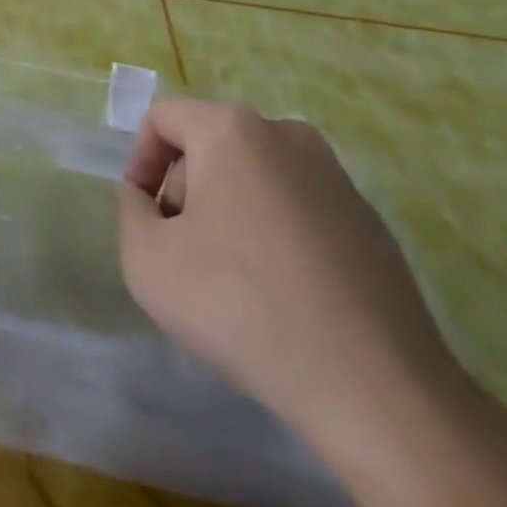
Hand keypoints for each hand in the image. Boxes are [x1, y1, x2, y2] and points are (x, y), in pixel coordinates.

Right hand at [117, 98, 458, 434]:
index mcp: (232, 130)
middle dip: (184, 190)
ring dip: (227, 211)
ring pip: (253, 175)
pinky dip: (273, 233)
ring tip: (230, 279)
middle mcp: (286, 135)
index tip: (144, 216)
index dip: (139, 161)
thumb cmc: (242, 306)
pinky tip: (280, 294)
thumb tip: (145, 197)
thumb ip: (129, 210)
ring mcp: (336, 176)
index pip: (163, 118)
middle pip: (208, 145)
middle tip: (183, 253)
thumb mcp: (147, 261)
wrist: (376, 388)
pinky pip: (296, 207)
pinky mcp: (369, 221)